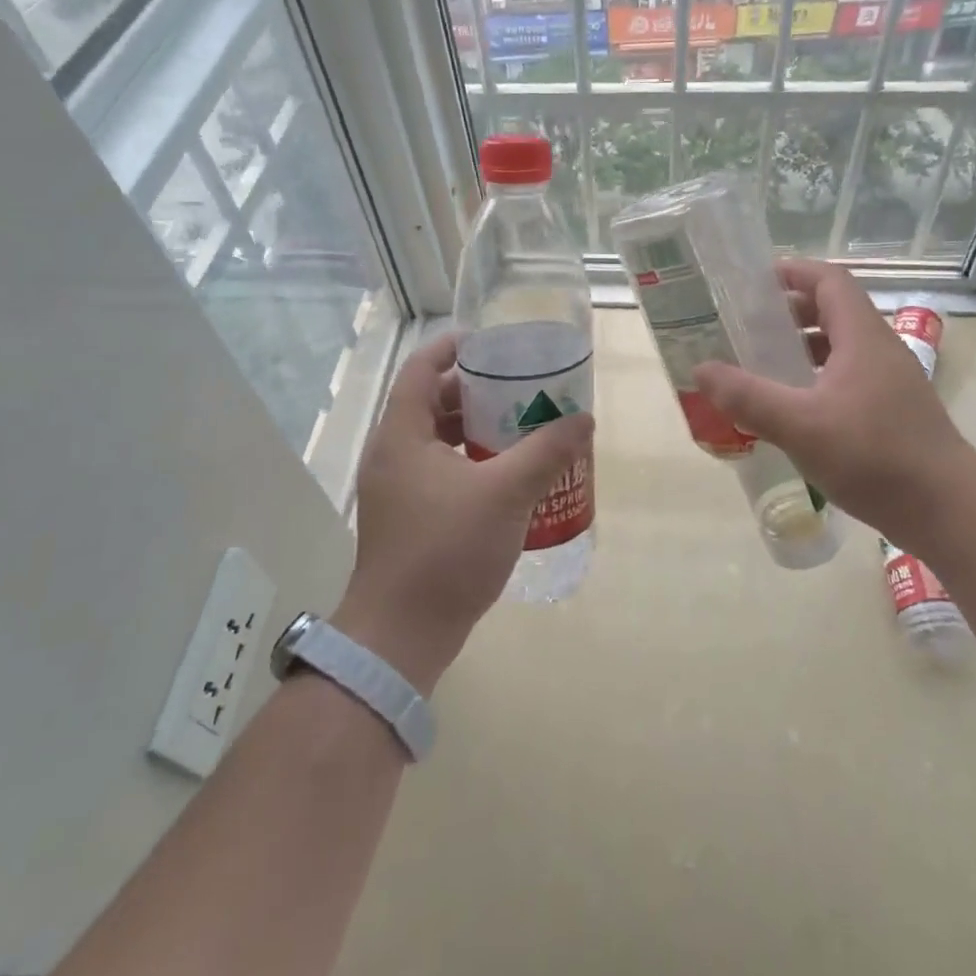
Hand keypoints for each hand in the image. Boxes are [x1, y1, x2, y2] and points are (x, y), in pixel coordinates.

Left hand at [334, 334, 593, 691]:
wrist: (402, 634)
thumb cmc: (447, 551)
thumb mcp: (506, 493)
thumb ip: (546, 451)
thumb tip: (583, 419)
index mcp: (402, 434)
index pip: (422, 368)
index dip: (453, 347)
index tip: (493, 341)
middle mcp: (392, 454)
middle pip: (431, 401)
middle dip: (475, 389)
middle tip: (520, 384)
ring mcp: (397, 488)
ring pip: (436, 438)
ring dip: (475, 427)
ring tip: (521, 423)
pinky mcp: (408, 516)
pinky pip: (439, 469)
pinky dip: (470, 459)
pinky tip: (507, 473)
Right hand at [692, 259, 974, 548]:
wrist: (948, 511)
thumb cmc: (875, 457)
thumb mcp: (801, 426)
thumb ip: (749, 396)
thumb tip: (701, 369)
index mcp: (862, 338)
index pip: (830, 281)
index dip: (794, 272)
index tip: (754, 282)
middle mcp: (880, 350)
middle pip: (835, 310)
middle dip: (791, 311)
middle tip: (748, 326)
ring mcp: (891, 381)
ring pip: (842, 346)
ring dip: (804, 346)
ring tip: (764, 363)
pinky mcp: (894, 411)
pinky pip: (849, 376)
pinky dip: (818, 377)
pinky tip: (796, 407)